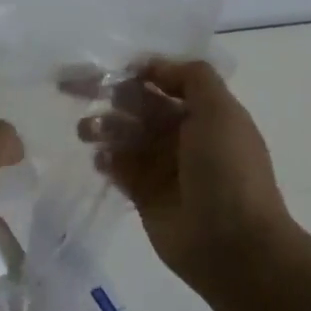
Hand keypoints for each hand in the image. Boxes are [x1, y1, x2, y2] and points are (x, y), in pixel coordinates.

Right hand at [77, 58, 299, 294]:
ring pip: (123, 135)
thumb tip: (152, 66)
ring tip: (86, 131)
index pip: (163, 82)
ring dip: (102, 126)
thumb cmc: (228, 172)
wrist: (233, 244)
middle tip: (77, 92)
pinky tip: (99, 159)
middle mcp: (181, 135)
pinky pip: (117, 167)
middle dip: (109, 95)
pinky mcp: (142, 193)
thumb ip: (191, 78)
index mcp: (203, 113)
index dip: (135, 72)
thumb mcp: (221, 112)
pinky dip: (105, 159)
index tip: (106, 68)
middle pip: (137, 105)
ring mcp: (161, 165)